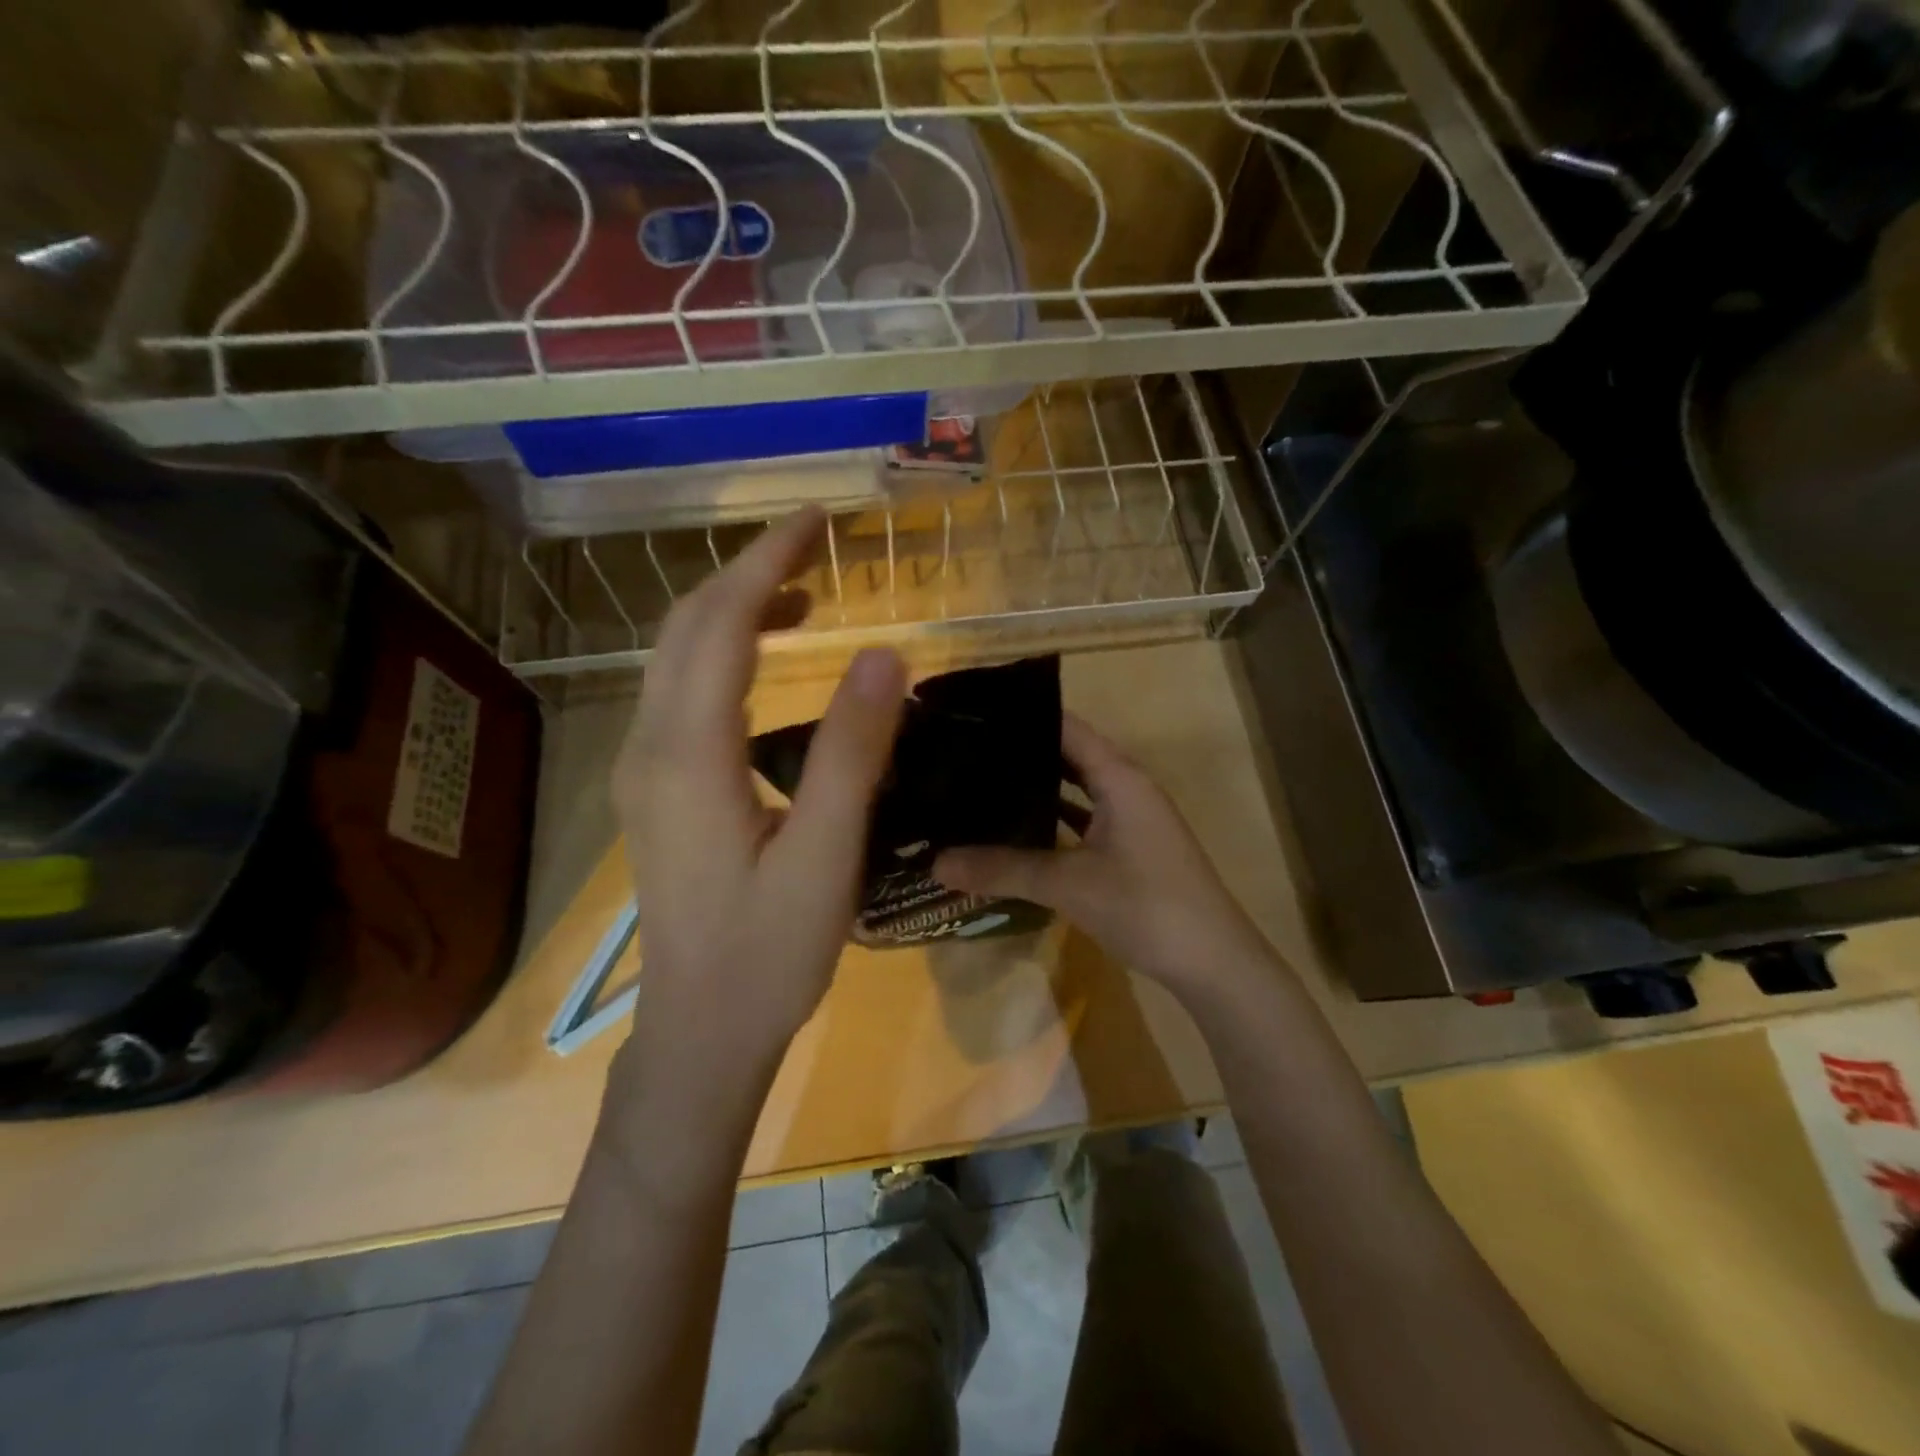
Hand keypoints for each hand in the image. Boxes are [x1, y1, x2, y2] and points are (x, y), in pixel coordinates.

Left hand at [612, 509, 906, 1063]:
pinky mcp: (656, 790)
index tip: (817, 521)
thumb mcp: (825, 855)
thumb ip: (852, 752)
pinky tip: (766, 663)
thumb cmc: (768, 952)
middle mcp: (651, 747)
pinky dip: (724, 653)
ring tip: (802, 594)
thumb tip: (887, 654)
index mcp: (689, 755)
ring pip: (677, 658)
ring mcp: (645, 769)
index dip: (768, 563)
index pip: (721, 626)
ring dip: (733, 609)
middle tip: (815, 544)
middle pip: (686, 628)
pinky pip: (682, 693)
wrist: (702, 1031)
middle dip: (748, 572)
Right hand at [932, 714, 1274, 1000]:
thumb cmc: (1146, 905)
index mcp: (1119, 776)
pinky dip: (1053, 821)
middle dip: (1021, 753)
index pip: (1065, 725)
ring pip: (1076, 790)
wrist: (1213, 962)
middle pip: (1068, 754)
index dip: (1022, 716)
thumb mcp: (1069, 885)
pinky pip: (1084, 820)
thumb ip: (1003, 869)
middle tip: (964, 752)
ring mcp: (1131, 819)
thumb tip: (936, 863)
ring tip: (980, 784)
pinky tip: (1017, 830)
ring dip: (1036, 788)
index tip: (973, 715)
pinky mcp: (1130, 848)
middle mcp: (1127, 787)